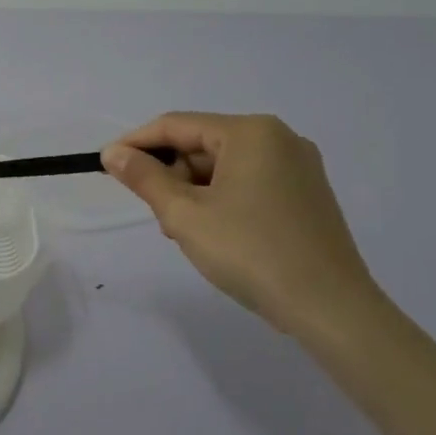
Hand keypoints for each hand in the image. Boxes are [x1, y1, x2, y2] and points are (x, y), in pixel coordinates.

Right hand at [102, 113, 379, 337]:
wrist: (330, 308)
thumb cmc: (250, 252)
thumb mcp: (184, 214)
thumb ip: (144, 177)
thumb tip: (113, 153)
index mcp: (251, 132)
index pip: (176, 125)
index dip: (135, 143)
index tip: (105, 166)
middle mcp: (279, 138)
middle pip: (201, 144)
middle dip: (170, 174)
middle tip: (155, 213)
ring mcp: (298, 167)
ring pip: (223, 166)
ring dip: (193, 191)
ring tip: (185, 231)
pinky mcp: (306, 194)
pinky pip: (248, 182)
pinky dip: (221, 199)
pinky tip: (215, 233)